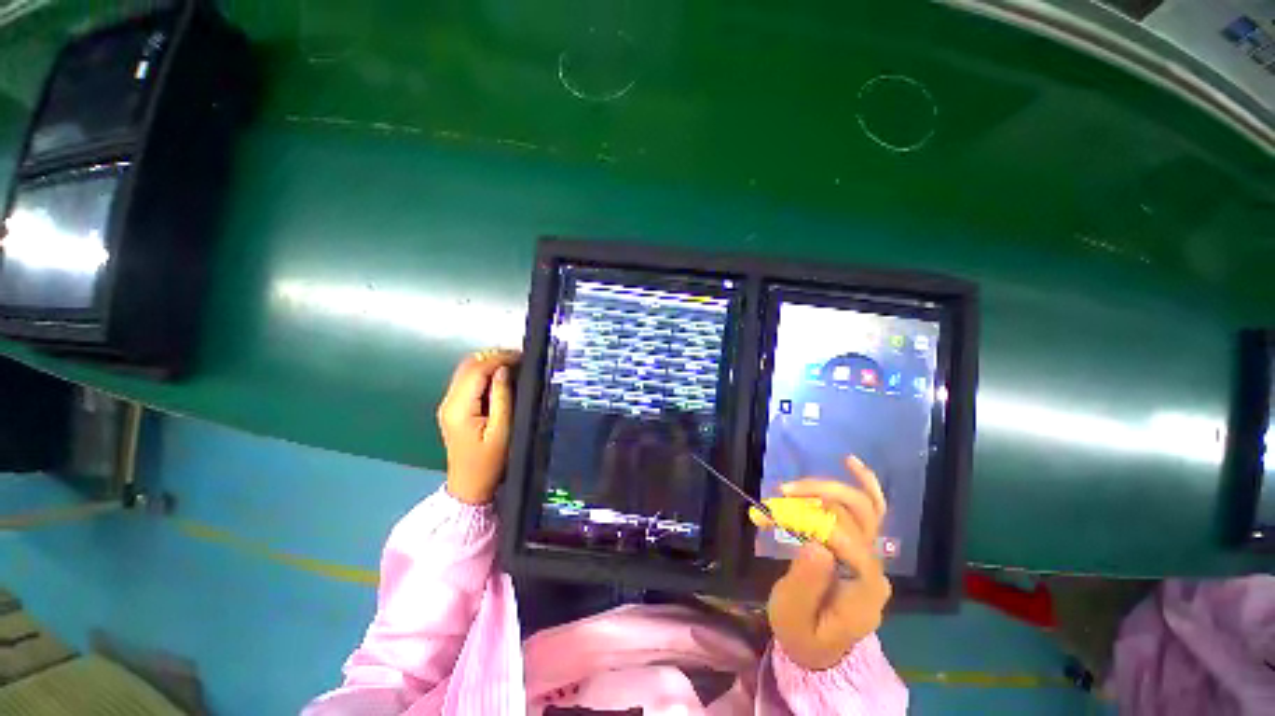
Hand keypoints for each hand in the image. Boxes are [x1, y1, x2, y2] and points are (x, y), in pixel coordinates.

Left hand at [436, 349, 520, 504]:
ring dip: (489, 363)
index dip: (498, 358)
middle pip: (468, 366)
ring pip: (467, 371)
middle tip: (519, 359)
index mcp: (459, 407)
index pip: (476, 370)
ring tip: (514, 365)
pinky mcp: (454, 408)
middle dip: (493, 357)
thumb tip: (503, 370)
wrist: (470, 486)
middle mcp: (449, 402)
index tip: (521, 356)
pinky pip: (468, 381)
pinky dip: (484, 373)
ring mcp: (449, 405)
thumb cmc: (490, 462)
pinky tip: (501, 377)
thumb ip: (503, 398)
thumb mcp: (503, 430)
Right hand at [759, 455, 892, 670]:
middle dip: (818, 497)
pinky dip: (863, 483)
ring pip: (861, 506)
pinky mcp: (861, 545)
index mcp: (865, 589)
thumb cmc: (802, 632)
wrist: (819, 646)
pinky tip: (850, 462)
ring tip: (790, 489)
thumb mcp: (793, 616)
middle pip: (858, 515)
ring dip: (823, 490)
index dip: (813, 523)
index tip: (776, 516)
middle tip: (782, 494)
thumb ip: (806, 584)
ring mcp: (872, 554)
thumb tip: (817, 544)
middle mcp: (875, 566)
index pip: (848, 542)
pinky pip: (871, 509)